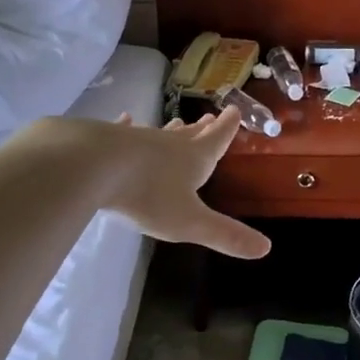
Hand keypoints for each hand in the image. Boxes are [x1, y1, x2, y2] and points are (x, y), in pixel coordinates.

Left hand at [95, 108, 270, 258]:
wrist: (93, 165)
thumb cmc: (148, 195)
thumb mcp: (190, 222)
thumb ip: (225, 235)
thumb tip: (266, 248)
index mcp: (194, 159)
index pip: (217, 140)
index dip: (227, 128)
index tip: (234, 110)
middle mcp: (169, 145)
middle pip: (191, 135)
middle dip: (203, 129)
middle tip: (211, 117)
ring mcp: (138, 139)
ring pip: (160, 134)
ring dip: (172, 130)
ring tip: (179, 123)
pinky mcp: (109, 140)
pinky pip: (123, 131)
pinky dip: (127, 127)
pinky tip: (125, 119)